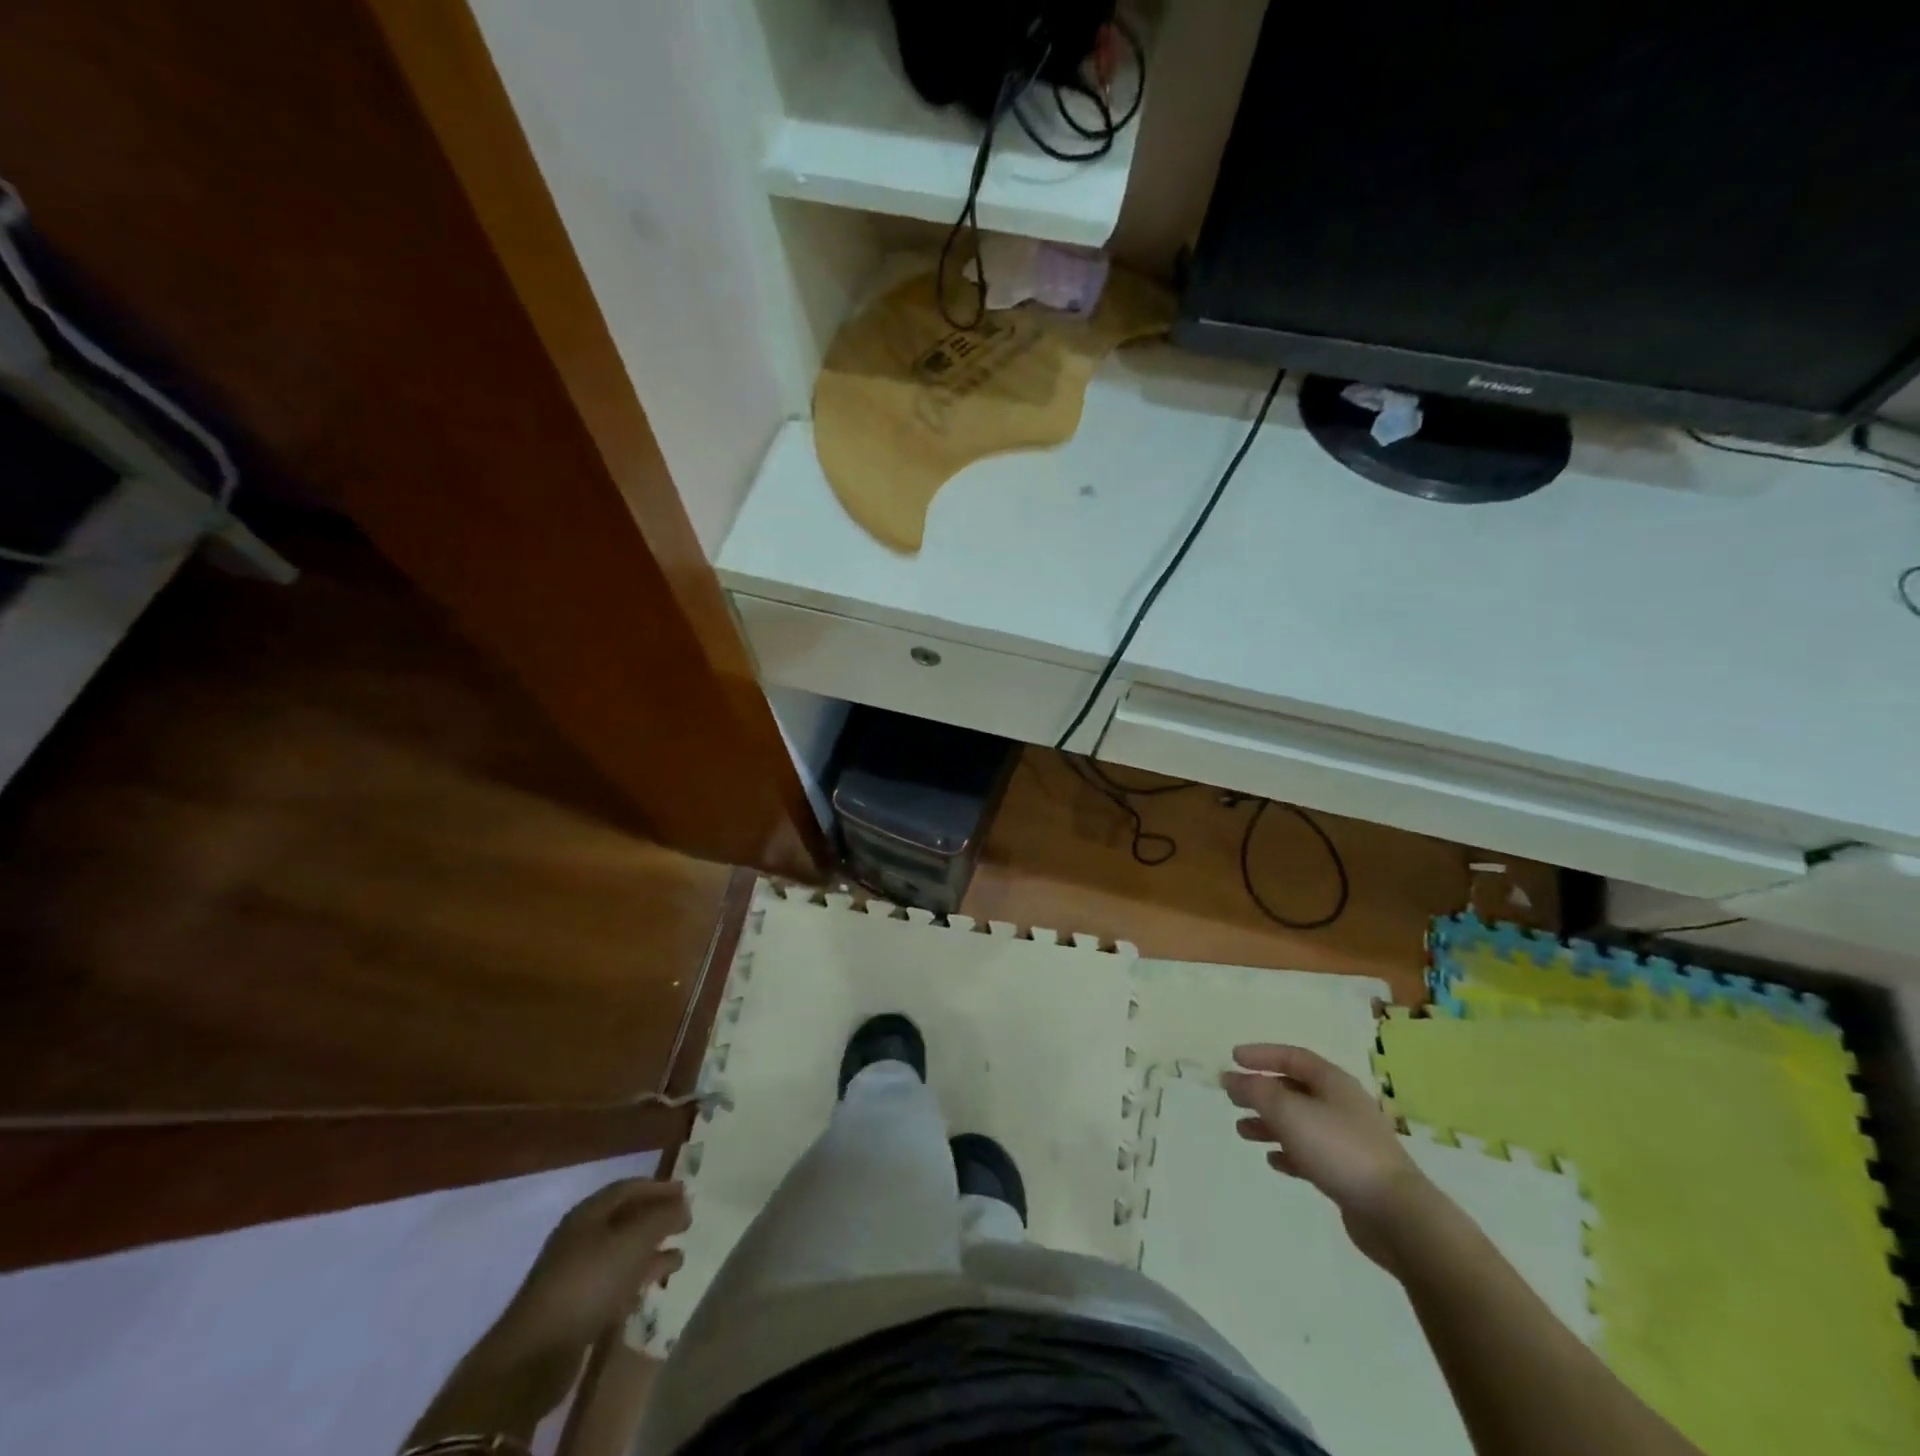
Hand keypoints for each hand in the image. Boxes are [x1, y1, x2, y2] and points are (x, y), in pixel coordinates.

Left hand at [494, 1178, 689, 1358]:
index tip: (686, 1193)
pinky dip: (635, 1282)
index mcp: (589, 1214)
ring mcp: (576, 1275)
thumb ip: (662, 1218)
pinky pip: (613, 1284)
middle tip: (686, 1223)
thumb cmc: (589, 1283)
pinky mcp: (576, 1309)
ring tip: (679, 1259)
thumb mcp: (633, 1242)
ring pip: (622, 1254)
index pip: (629, 1188)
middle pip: (626, 1219)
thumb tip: (683, 1204)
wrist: (534, 1356)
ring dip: (651, 1253)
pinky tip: (651, 1290)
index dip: (659, 1187)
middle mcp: (581, 1238)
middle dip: (657, 1219)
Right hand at [1221, 1044, 1426, 1269]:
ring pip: (1300, 1123)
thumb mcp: (1288, 1111)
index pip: (1293, 1057)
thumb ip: (1256, 1091)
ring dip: (1269, 1124)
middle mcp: (1341, 1105)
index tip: (1233, 1058)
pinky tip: (1273, 1161)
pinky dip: (1289, 1153)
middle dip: (1261, 1092)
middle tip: (1233, 1098)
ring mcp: (1348, 1140)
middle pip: (1294, 1090)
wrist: (1396, 1214)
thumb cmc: (1339, 1149)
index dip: (1262, 1055)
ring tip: (1242, 1131)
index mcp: (1333, 1082)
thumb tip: (1231, 1078)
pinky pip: (1311, 1154)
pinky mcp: (1349, 1173)